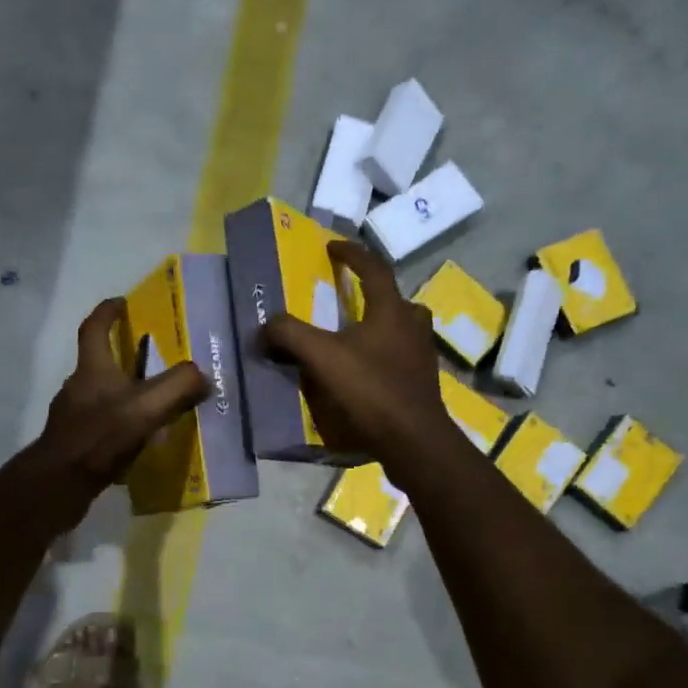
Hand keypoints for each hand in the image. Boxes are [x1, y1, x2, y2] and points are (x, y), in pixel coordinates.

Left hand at [36, 297, 207, 502]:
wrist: (61, 483)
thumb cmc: (101, 436)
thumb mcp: (148, 407)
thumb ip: (179, 386)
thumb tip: (203, 376)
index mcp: (92, 369)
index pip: (94, 329)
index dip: (107, 312)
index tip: (121, 302)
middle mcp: (77, 387)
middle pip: (98, 363)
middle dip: (122, 358)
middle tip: (150, 360)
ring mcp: (71, 416)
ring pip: (99, 395)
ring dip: (121, 394)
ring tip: (150, 404)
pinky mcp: (73, 443)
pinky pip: (99, 424)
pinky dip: (116, 424)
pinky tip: (135, 440)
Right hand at [260, 239, 458, 481]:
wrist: (413, 440)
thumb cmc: (370, 390)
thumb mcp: (322, 358)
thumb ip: (290, 335)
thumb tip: (264, 327)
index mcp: (391, 311)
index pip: (373, 268)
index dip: (352, 254)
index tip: (332, 247)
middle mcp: (412, 326)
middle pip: (396, 298)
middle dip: (373, 293)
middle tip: (350, 298)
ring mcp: (422, 355)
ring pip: (404, 328)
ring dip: (382, 325)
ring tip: (356, 336)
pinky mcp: (423, 382)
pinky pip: (402, 356)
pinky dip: (384, 355)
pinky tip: (366, 372)